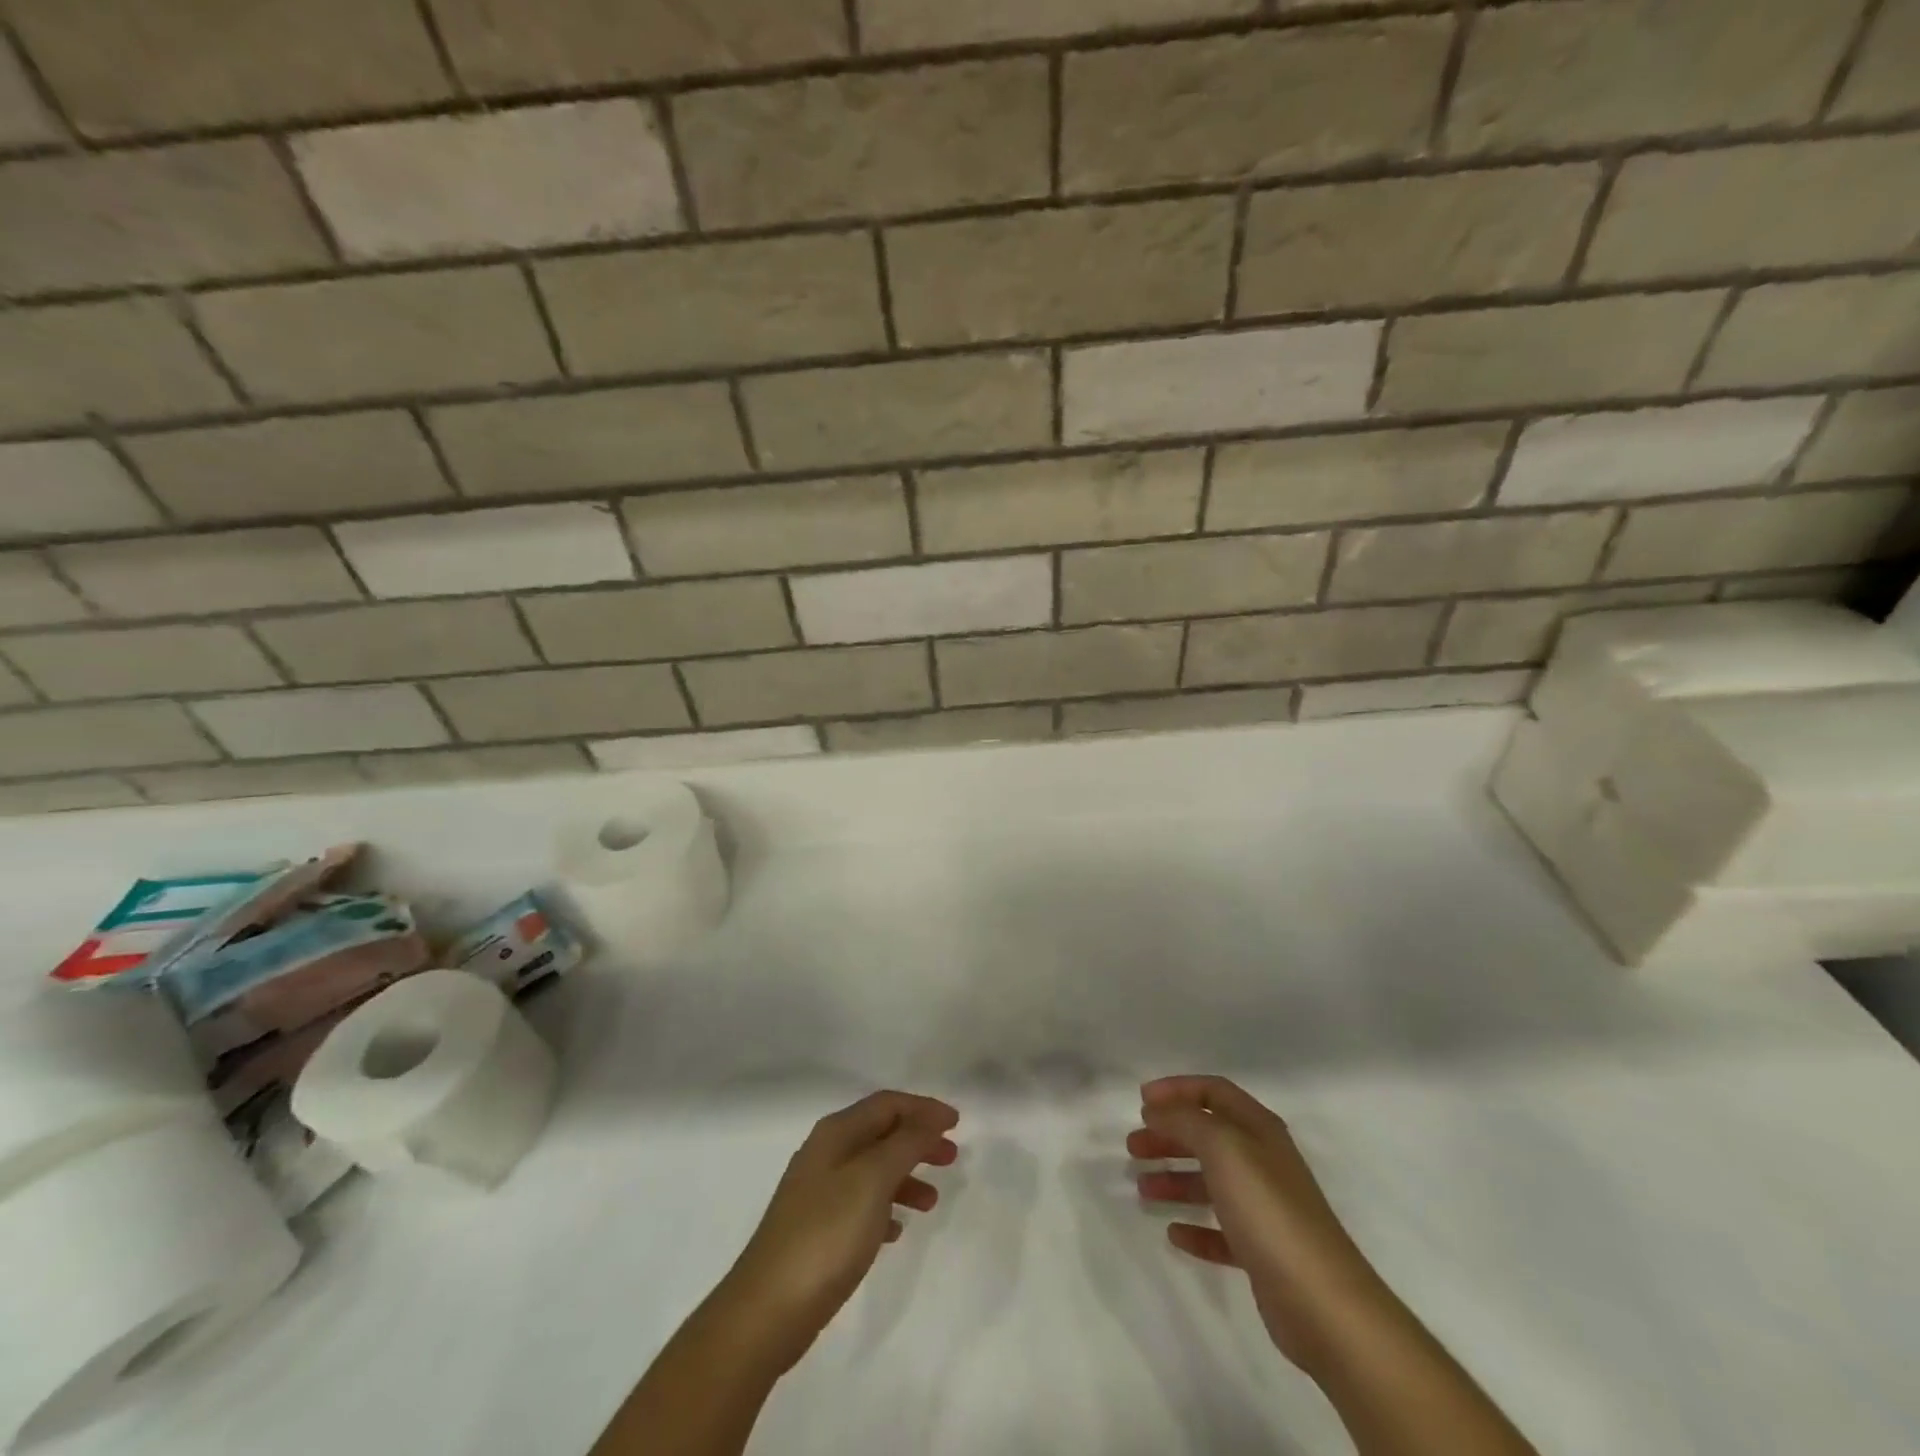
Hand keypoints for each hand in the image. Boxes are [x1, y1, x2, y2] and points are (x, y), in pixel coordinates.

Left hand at [715, 1090, 959, 1372]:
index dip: (923, 1108)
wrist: (767, 1310)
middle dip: (918, 1140)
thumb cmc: (827, 1234)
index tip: (957, 1123)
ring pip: (873, 1169)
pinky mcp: (816, 1229)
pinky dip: (885, 1208)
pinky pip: (861, 1204)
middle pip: (881, 1133)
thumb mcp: (873, 1179)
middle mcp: (825, 1153)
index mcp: (836, 1133)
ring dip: (906, 1176)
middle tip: (951, 1157)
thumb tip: (929, 1119)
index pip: (887, 1104)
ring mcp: (818, 1192)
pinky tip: (897, 1231)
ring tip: (932, 1201)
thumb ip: (905, 1144)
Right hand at [1129, 1075, 1386, 1371]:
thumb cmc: (1268, 1211)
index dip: (1177, 1089)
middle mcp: (1263, 1162)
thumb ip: (1186, 1121)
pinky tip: (1173, 1233)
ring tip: (1143, 1188)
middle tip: (1133, 1146)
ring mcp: (1264, 1209)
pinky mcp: (1262, 1253)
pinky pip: (1220, 1231)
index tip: (1141, 1101)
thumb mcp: (1222, 1148)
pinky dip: (1195, 1227)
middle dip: (1169, 1135)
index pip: (1214, 1092)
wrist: (1323, 1304)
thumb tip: (1158, 1110)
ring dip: (1175, 1180)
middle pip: (1208, 1136)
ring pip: (1211, 1182)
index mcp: (1258, 1130)